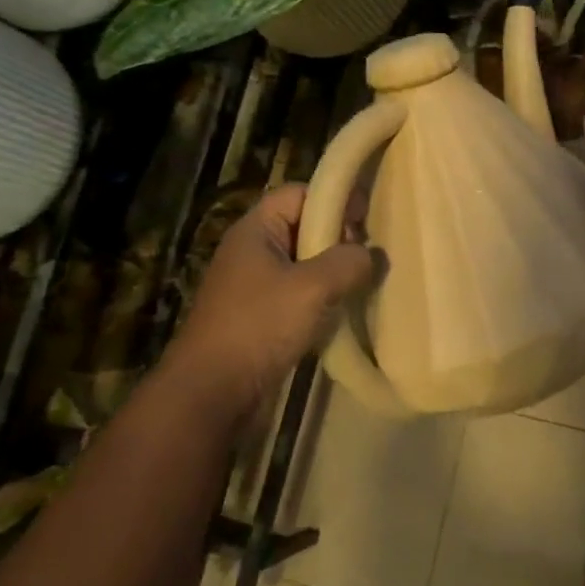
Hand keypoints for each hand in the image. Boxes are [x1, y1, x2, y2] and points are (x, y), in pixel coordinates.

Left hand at [158, 185, 374, 416]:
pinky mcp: (260, 318)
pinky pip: (298, 296)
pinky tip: (341, 314)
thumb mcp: (313, 287)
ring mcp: (254, 287)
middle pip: (303, 227)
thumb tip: (371, 254)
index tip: (366, 220)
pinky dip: (321, 300)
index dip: (334, 199)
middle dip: (338, 238)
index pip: (299, 193)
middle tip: (366, 258)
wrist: (212, 392)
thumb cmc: (259, 326)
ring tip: (361, 286)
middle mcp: (252, 252)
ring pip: (304, 265)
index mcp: (255, 231)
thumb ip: (348, 262)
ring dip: (333, 273)